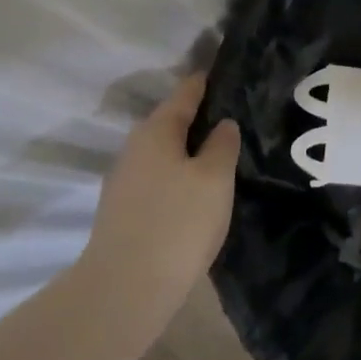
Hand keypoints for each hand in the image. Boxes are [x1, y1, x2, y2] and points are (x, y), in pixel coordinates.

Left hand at [84, 74, 239, 298]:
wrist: (126, 289)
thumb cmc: (178, 221)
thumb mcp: (215, 177)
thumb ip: (222, 145)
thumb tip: (222, 125)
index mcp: (156, 131)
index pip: (185, 93)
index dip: (206, 81)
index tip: (227, 70)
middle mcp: (135, 148)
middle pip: (171, 122)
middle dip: (200, 117)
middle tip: (235, 115)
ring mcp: (125, 181)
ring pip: (165, 152)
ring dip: (190, 148)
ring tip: (223, 152)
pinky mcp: (125, 211)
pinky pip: (159, 177)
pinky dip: (180, 173)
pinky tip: (199, 189)